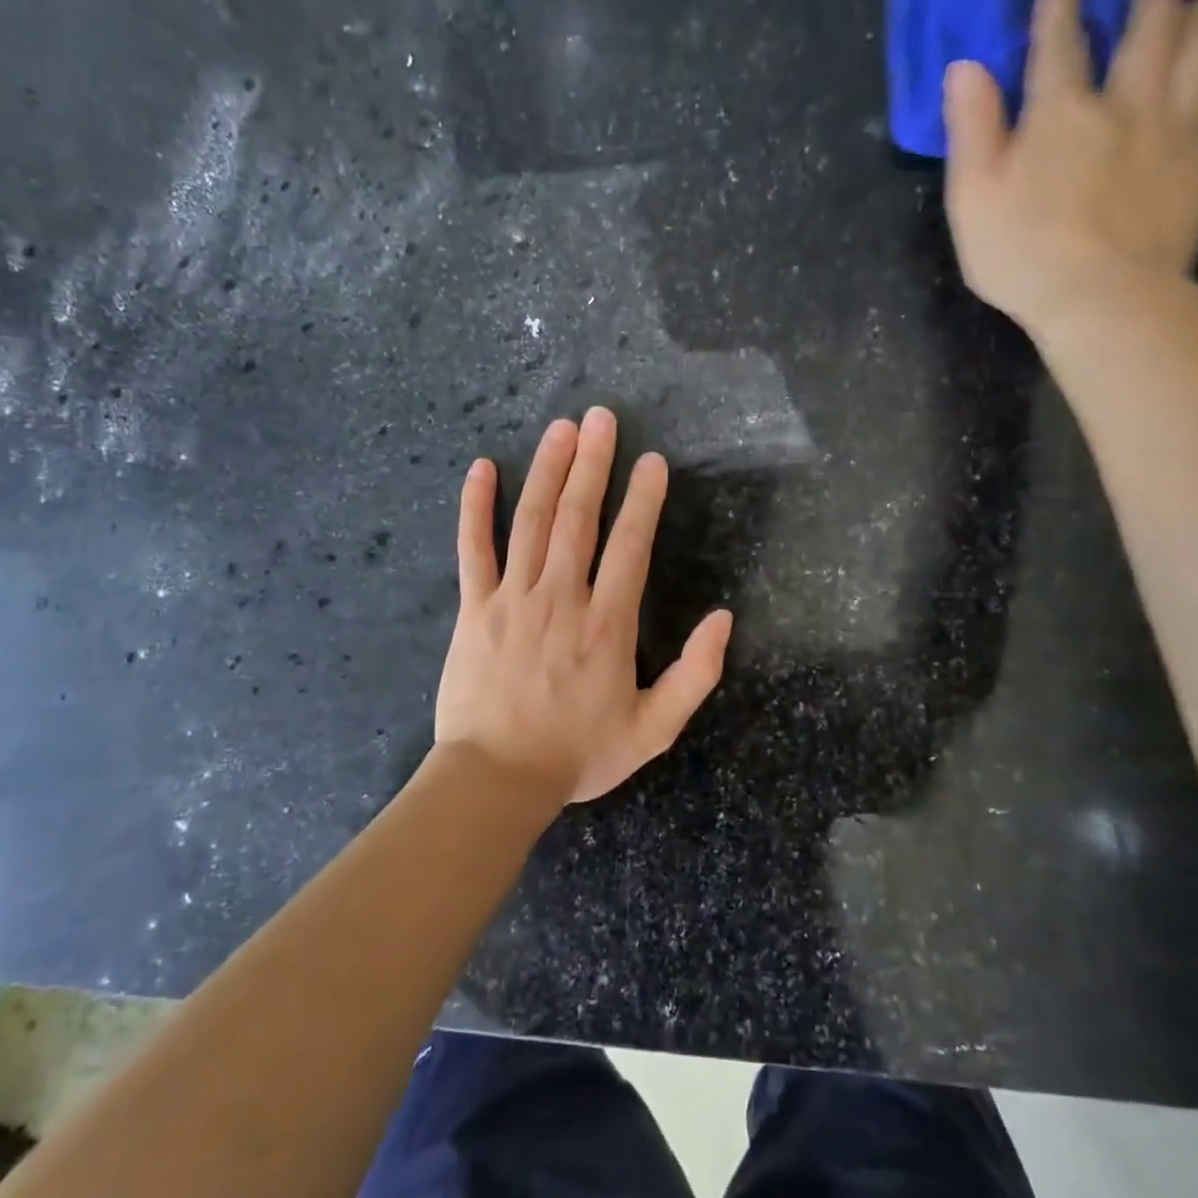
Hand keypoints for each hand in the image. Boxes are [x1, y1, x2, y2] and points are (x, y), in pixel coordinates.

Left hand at [435, 407, 734, 806]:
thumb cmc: (579, 753)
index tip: (651, 462)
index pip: (631, 546)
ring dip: (548, 471)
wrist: (497, 779)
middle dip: (593, 464)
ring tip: (561, 428)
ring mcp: (513, 599)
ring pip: (532, 521)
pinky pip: (473, 549)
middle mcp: (562, 598)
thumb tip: (724, 618)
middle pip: (579, 518)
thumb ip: (696, 674)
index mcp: (608, 624)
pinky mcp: (474, 608)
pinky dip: (476, 507)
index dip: (643, 500)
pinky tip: (482, 469)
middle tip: (602, 417)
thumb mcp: (654, 728)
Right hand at [942, 0, 1197, 341]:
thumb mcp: (972, 198)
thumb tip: (966, 67)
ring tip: (1196, 7)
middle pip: (1148, 30)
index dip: (1061, 7)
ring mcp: (1175, 130)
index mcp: (1060, 112)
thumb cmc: (1022, 255)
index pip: (1061, 41)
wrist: (1103, 301)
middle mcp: (1125, 103)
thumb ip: (970, 129)